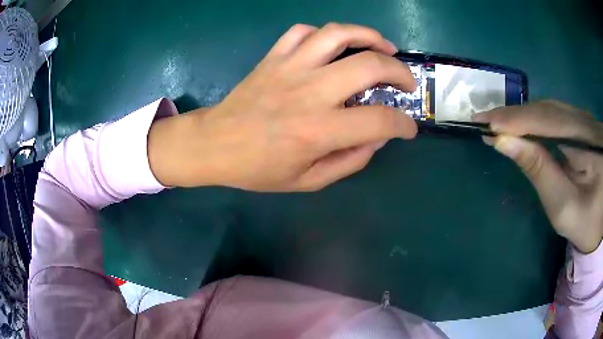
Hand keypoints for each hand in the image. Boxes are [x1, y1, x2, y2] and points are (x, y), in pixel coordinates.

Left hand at [148, 23, 417, 191]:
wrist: (214, 144)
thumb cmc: (258, 168)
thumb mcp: (308, 180)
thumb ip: (350, 161)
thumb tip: (378, 138)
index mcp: (318, 130)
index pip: (379, 120)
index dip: (404, 124)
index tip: (409, 127)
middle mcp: (309, 91)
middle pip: (369, 65)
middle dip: (400, 72)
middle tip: (406, 84)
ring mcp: (290, 67)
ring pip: (339, 34)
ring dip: (370, 36)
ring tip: (384, 47)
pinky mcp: (274, 57)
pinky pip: (304, 31)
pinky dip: (326, 34)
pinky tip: (334, 46)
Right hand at [473, 101, 602, 252]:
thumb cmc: (588, 220)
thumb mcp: (564, 206)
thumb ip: (539, 171)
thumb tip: (505, 143)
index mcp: (584, 140)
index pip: (545, 121)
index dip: (514, 120)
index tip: (483, 124)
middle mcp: (582, 119)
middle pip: (544, 110)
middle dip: (513, 115)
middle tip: (483, 121)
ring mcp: (582, 119)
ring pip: (547, 108)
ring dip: (521, 115)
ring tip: (497, 122)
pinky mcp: (581, 123)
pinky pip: (553, 114)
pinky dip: (533, 118)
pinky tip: (521, 124)